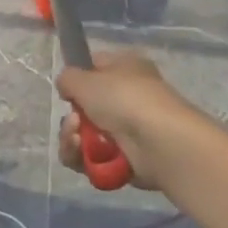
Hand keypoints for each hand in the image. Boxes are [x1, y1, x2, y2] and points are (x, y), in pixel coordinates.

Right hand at [56, 51, 195, 191]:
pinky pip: (92, 159)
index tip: (66, 90)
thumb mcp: (85, 79)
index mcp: (125, 68)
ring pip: (84, 136)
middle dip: (71, 118)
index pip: (94, 67)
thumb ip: (67, 78)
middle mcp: (128, 97)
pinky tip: (83, 154)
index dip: (77, 79)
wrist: (160, 143)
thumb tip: (66, 86)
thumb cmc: (124, 99)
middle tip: (74, 122)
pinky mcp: (125, 160)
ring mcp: (127, 131)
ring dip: (72, 139)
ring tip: (77, 140)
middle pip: (85, 108)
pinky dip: (83, 158)